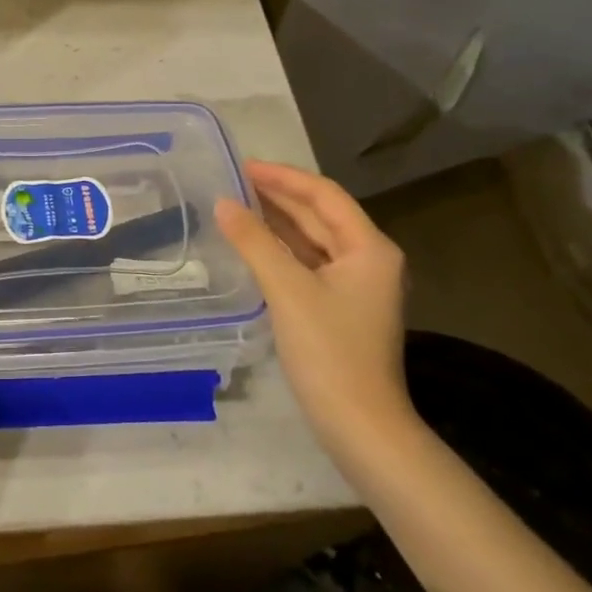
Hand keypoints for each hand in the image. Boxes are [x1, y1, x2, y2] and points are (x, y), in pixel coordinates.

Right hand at [214, 161, 415, 459]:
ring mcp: (355, 286)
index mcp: (369, 247)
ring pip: (312, 241)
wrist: (359, 426)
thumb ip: (254, 242)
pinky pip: (308, 265)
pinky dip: (281, 251)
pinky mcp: (340, 308)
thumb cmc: (329, 352)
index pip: (323, 195)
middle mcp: (368, 259)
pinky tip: (253, 245)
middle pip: (320, 215)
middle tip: (233, 181)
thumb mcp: (288, 290)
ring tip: (236, 205)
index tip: (242, 165)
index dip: (282, 177)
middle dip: (278, 196)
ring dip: (277, 223)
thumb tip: (222, 202)